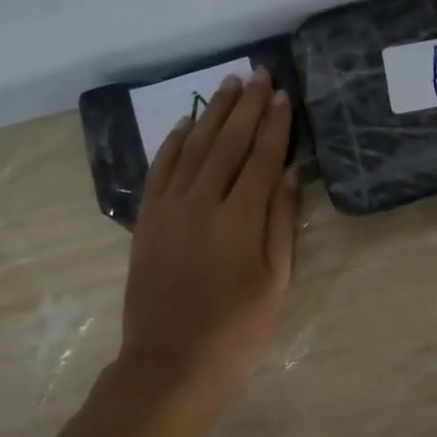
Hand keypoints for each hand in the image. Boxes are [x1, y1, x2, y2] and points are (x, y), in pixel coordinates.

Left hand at [121, 68, 299, 398]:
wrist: (170, 362)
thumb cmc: (236, 328)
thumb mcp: (275, 280)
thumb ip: (281, 221)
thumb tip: (289, 172)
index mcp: (240, 218)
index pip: (262, 157)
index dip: (275, 124)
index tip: (284, 95)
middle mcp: (203, 201)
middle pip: (228, 142)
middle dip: (247, 105)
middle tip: (260, 74)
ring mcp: (169, 207)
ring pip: (195, 147)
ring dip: (213, 112)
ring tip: (229, 84)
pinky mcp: (147, 219)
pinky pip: (160, 168)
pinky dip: (174, 142)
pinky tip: (186, 122)